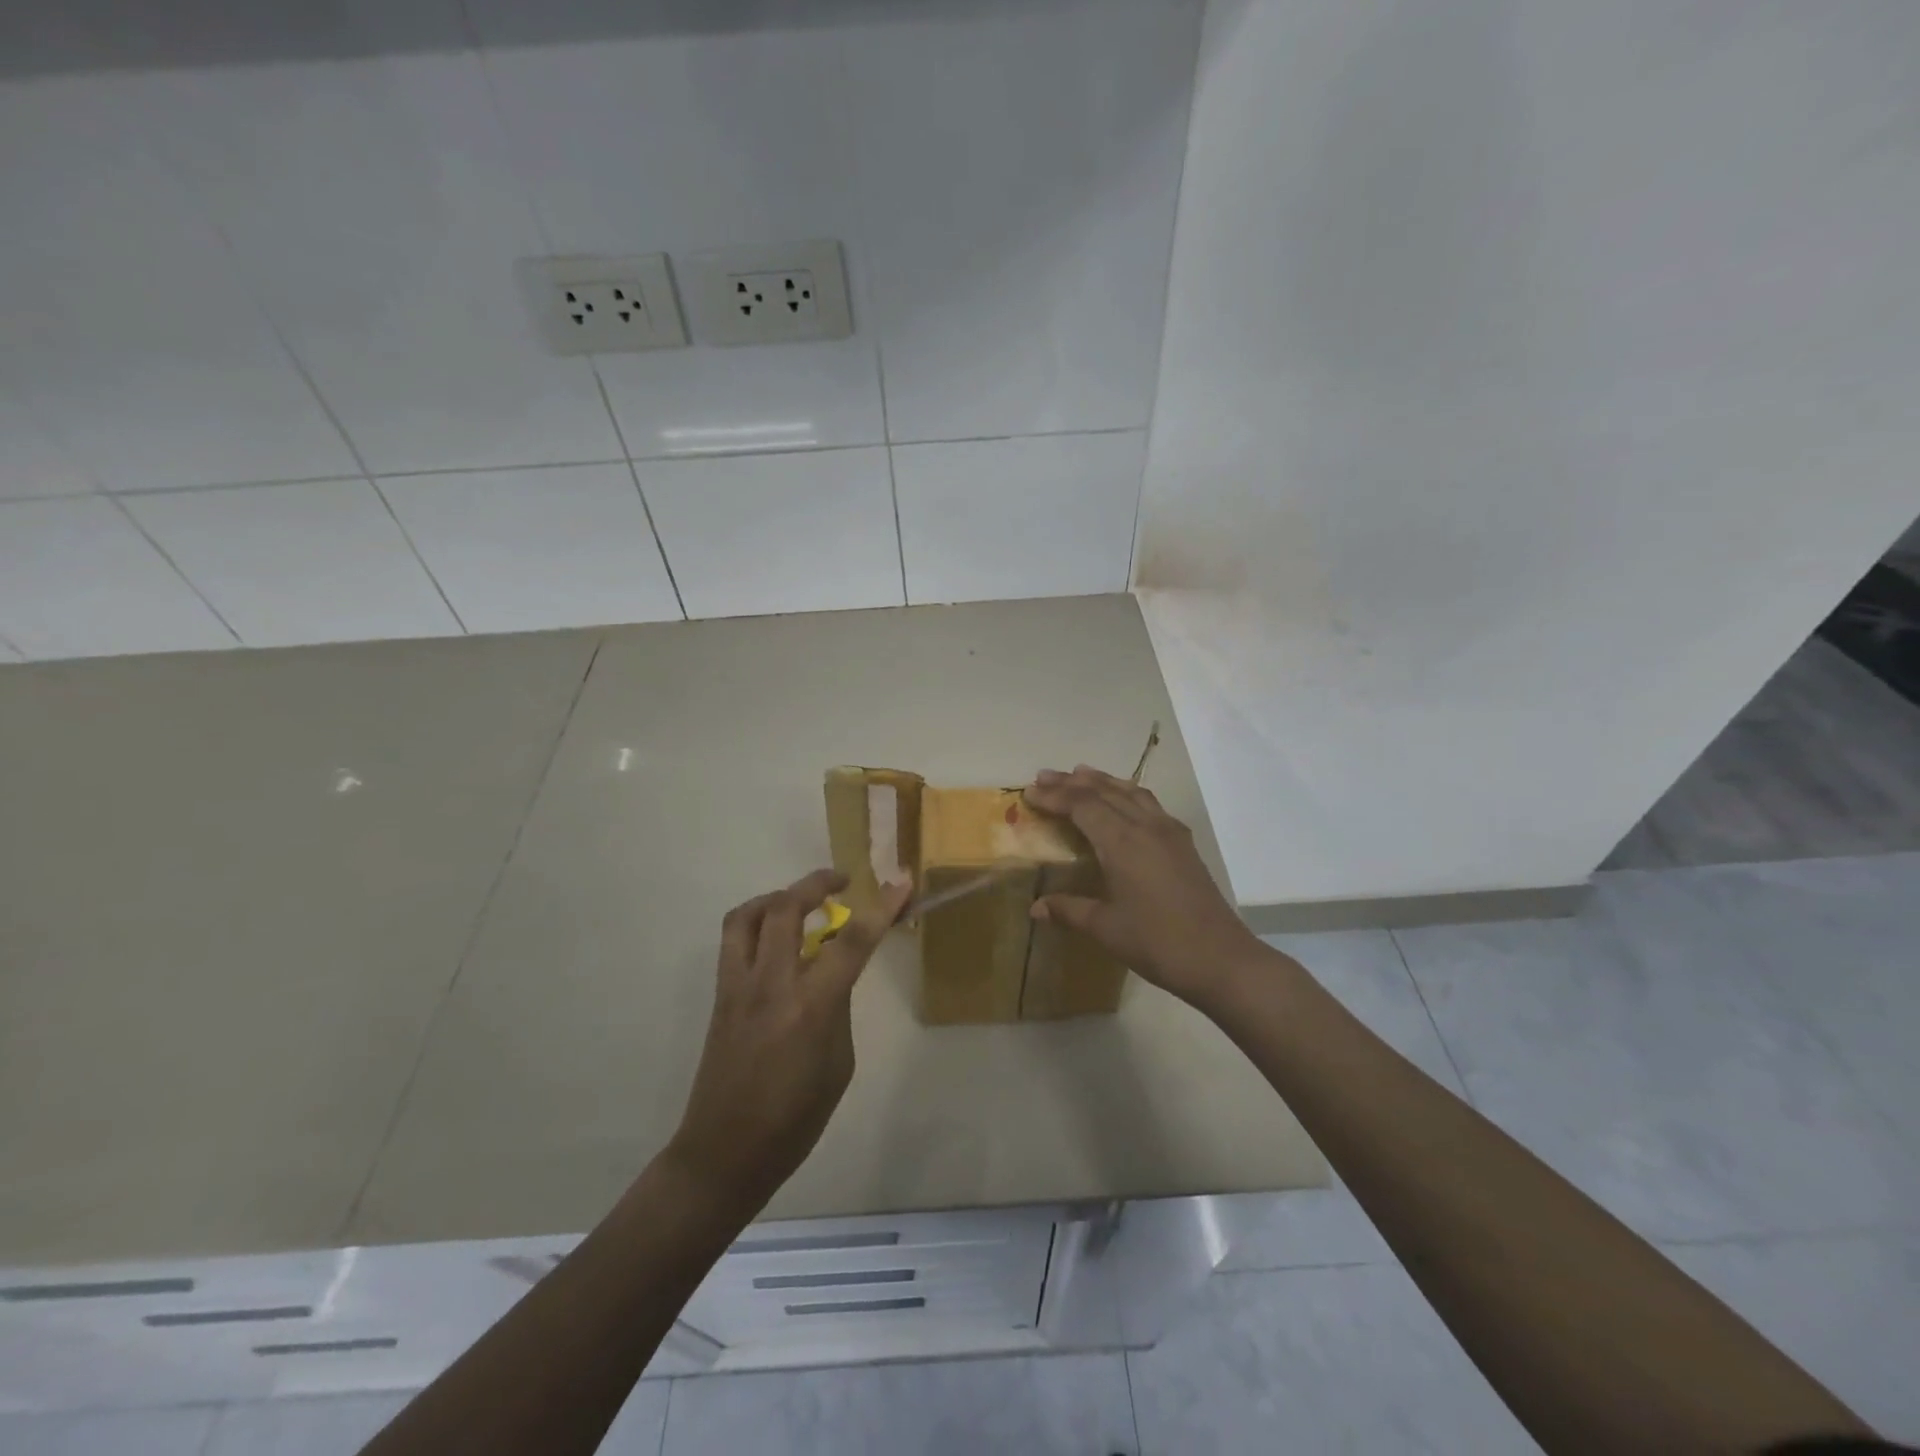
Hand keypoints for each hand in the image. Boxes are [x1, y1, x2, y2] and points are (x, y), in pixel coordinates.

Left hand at [667, 869, 909, 1215]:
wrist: (724, 1153)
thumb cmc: (794, 1121)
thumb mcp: (838, 1065)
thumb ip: (838, 1008)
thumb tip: (834, 974)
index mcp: (810, 1008)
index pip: (852, 942)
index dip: (882, 907)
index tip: (902, 883)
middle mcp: (770, 985)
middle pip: (787, 908)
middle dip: (817, 882)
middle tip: (841, 881)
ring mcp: (737, 987)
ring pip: (748, 914)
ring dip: (777, 896)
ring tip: (800, 901)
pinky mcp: (720, 995)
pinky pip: (734, 940)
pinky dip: (757, 922)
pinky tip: (777, 939)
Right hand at [1024, 766, 1263, 1008]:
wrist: (1220, 958)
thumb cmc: (1157, 943)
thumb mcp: (1105, 928)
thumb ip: (1069, 910)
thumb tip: (1035, 907)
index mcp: (1122, 842)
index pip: (1082, 806)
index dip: (1054, 796)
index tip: (1029, 792)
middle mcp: (1145, 826)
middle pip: (1104, 791)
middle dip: (1072, 782)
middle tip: (1044, 777)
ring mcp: (1168, 832)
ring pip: (1130, 791)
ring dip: (1102, 781)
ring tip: (1080, 774)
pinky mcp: (1183, 843)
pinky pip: (1149, 803)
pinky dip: (1127, 792)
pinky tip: (1123, 800)